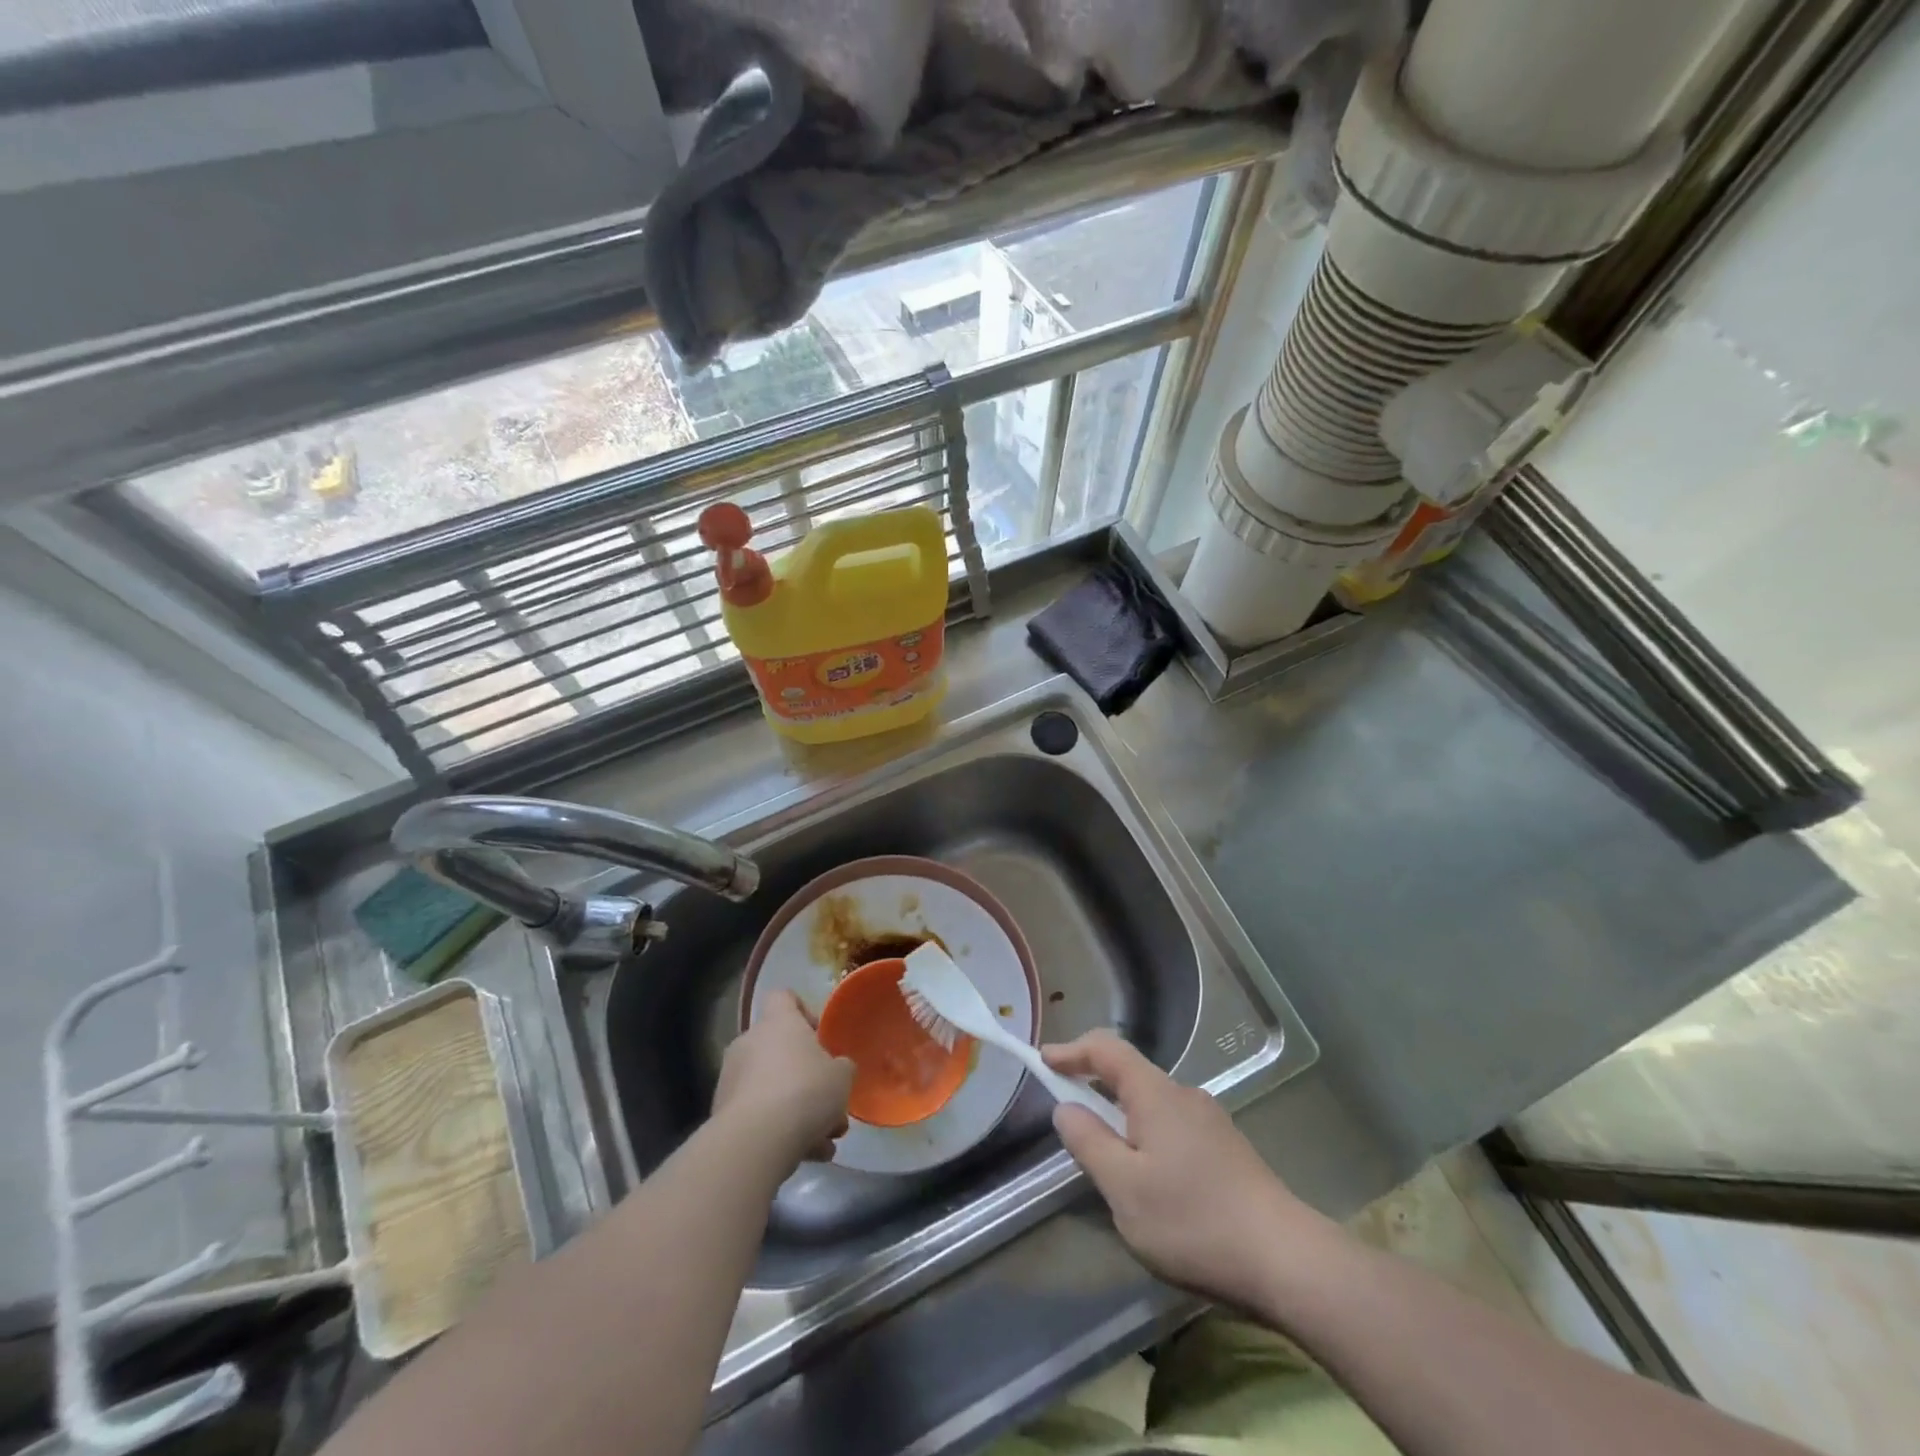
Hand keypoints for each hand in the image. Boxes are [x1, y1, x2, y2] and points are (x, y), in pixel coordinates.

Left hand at [714, 991, 853, 1169]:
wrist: (755, 1142)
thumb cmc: (805, 1091)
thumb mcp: (842, 1076)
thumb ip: (841, 1068)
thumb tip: (836, 1069)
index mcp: (778, 1022)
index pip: (784, 997)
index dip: (803, 1011)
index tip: (820, 1036)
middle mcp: (749, 1043)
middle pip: (780, 1050)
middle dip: (808, 1078)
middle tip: (831, 1103)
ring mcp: (732, 1080)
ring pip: (773, 1089)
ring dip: (799, 1111)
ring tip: (826, 1141)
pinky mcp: (723, 1116)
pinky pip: (759, 1116)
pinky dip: (781, 1131)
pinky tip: (809, 1155)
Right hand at [1044, 1030, 1324, 1305]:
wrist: (1287, 1260)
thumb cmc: (1194, 1220)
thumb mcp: (1124, 1188)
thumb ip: (1089, 1142)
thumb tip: (1066, 1108)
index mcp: (1155, 1093)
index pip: (1107, 1048)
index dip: (1072, 1050)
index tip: (1043, 1061)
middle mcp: (1184, 1095)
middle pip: (1129, 1074)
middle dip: (1094, 1086)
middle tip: (1068, 1115)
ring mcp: (1210, 1122)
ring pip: (1152, 1105)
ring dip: (1121, 1116)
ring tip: (1106, 1158)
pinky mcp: (1227, 1150)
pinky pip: (1172, 1127)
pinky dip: (1146, 1136)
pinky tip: (1149, 1180)